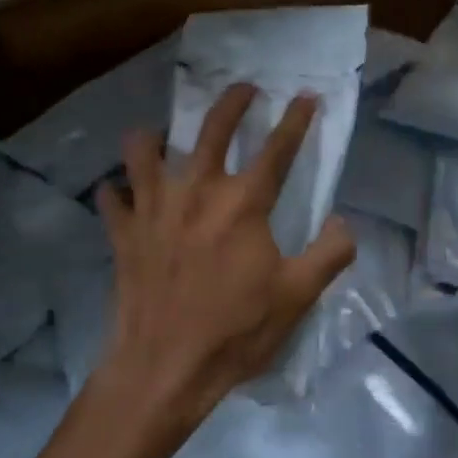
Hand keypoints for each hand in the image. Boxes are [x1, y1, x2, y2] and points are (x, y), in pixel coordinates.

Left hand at [95, 83, 355, 432]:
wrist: (165, 368)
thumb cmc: (236, 331)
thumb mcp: (297, 297)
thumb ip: (329, 254)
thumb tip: (345, 223)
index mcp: (243, 204)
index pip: (277, 149)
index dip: (296, 119)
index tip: (306, 95)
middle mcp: (196, 191)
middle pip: (212, 129)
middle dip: (231, 102)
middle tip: (243, 89)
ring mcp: (153, 208)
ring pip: (143, 150)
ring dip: (155, 137)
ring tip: (165, 138)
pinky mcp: (123, 233)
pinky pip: (112, 197)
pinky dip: (117, 191)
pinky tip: (122, 194)